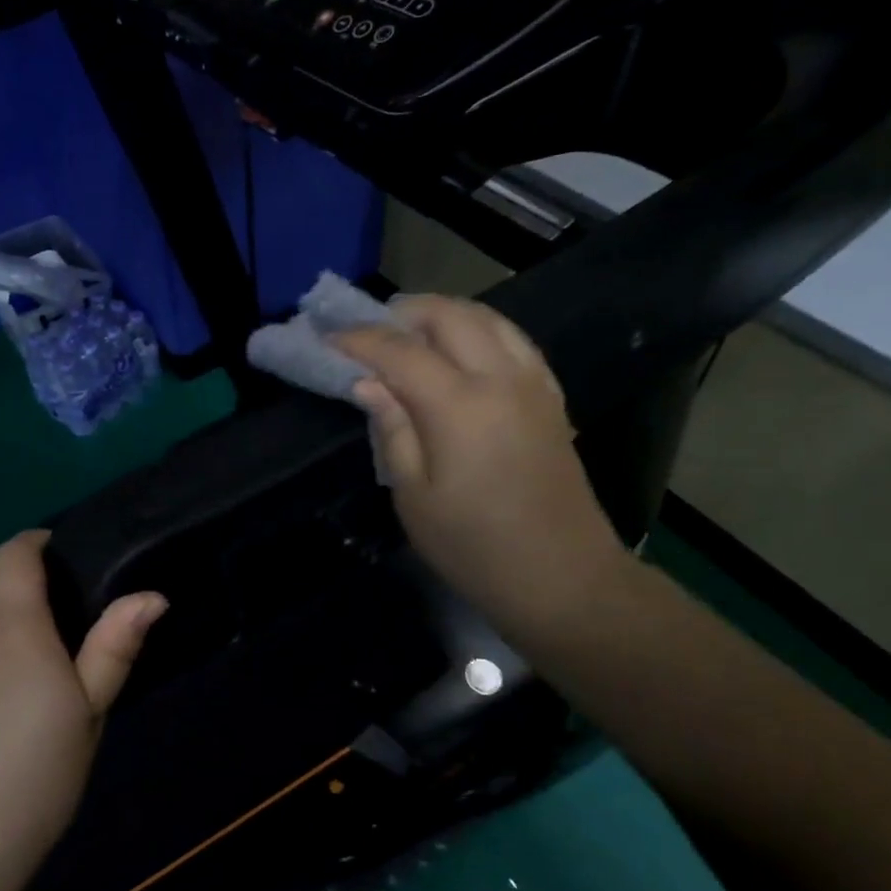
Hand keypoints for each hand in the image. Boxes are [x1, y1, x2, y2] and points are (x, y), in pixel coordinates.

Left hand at [0, 530, 166, 886]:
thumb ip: (116, 646)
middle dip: (12, 558)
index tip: (61, 551)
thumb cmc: (38, 773)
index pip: (14, 555)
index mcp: (16, 626)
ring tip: (12, 607)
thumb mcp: (91, 711)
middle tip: (48, 583)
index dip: (35, 541)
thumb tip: (152, 595)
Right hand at [334, 295, 628, 641]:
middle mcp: (501, 378)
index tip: (327, 339)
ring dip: (443, 314)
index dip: (359, 340)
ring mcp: (533, 383)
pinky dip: (478, 331)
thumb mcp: (414, 497)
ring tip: (409, 333)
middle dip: (402, 312)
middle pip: (449, 315)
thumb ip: (393, 430)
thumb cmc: (475, 548)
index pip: (400, 350)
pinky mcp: (552, 397)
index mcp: (460, 406)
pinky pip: (512, 340)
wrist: (563, 578)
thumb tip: (369, 384)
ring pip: (487, 318)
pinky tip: (460, 353)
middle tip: (368, 332)